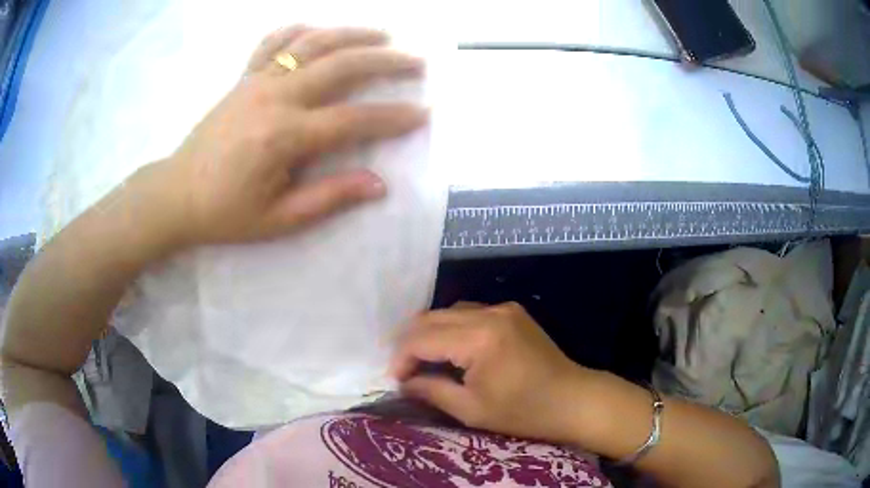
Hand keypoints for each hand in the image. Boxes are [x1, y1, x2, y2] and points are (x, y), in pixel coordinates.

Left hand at [152, 25, 426, 245]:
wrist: (176, 195)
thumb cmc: (225, 213)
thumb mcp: (278, 219)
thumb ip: (329, 197)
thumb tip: (379, 184)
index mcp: (284, 136)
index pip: (353, 119)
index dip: (393, 117)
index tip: (423, 113)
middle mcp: (275, 97)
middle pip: (341, 66)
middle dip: (385, 61)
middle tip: (417, 61)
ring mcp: (257, 81)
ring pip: (311, 43)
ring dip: (351, 34)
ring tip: (382, 34)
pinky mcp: (243, 78)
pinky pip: (272, 43)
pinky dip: (297, 30)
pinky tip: (315, 28)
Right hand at [390, 302, 593, 442]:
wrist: (573, 399)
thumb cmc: (524, 412)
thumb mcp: (471, 409)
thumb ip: (431, 390)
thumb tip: (402, 382)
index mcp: (479, 338)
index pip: (421, 338)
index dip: (401, 358)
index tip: (394, 379)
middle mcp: (489, 312)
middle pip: (431, 318)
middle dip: (410, 343)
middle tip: (402, 369)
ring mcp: (502, 308)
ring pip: (448, 312)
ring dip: (429, 333)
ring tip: (421, 360)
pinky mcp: (512, 312)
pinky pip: (469, 313)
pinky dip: (451, 328)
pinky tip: (450, 349)